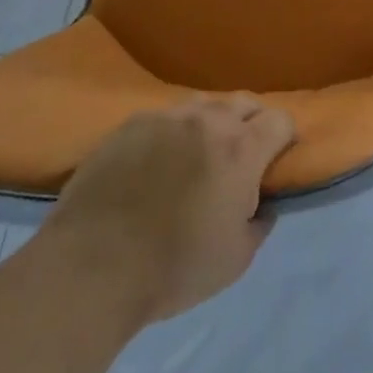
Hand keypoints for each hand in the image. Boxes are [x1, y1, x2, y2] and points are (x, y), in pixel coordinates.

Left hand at [43, 98, 295, 325]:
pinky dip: (171, 134)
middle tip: (240, 158)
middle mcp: (210, 120)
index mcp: (242, 148)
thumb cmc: (172, 269)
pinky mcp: (130, 125)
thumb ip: (259, 224)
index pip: (281, 120)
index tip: (275, 162)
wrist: (89, 270)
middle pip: (245, 102)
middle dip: (251, 123)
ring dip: (212, 123)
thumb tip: (262, 205)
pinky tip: (156, 162)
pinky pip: (164, 118)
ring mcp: (167, 117)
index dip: (284, 139)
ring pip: (205, 104)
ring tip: (198, 154)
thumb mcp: (235, 260)